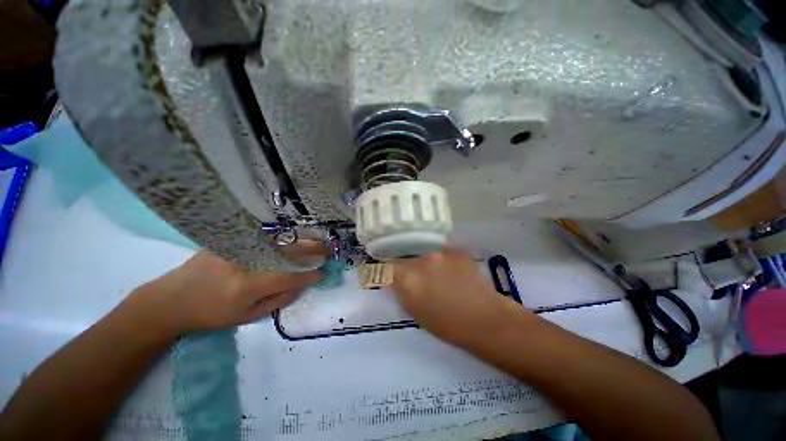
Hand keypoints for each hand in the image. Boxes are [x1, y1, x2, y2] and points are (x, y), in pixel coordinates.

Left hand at [128, 250, 322, 335]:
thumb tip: (303, 285)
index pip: (289, 276)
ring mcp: (237, 246)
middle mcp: (245, 260)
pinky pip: (264, 235)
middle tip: (329, 250)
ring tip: (318, 241)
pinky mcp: (230, 238)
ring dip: (303, 239)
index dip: (310, 275)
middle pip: (288, 251)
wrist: (170, 299)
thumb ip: (279, 301)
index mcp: (248, 285)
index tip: (324, 273)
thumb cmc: (210, 314)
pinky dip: (284, 236)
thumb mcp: (246, 317)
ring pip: (279, 240)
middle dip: (313, 250)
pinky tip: (296, 236)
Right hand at [392, 249, 524, 345]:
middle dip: (408, 269)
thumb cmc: (448, 325)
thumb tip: (393, 281)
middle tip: (419, 281)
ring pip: (424, 256)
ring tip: (439, 278)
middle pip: (406, 260)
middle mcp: (421, 261)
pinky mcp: (456, 251)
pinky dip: (442, 263)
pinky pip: (442, 254)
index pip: (386, 267)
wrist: (485, 320)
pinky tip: (452, 274)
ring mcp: (440, 254)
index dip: (385, 272)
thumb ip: (402, 292)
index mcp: (408, 279)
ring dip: (426, 266)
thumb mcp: (416, 312)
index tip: (387, 276)